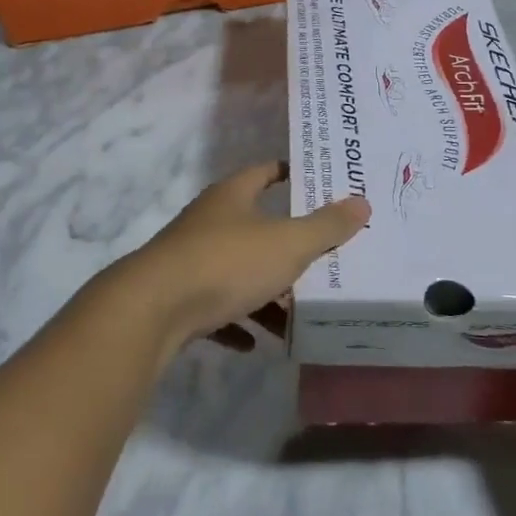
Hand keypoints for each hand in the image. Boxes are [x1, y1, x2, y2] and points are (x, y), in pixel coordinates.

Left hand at [109, 164, 369, 362]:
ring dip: (263, 292)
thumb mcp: (287, 244)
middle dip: (285, 245)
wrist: (152, 310)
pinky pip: (215, 308)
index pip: (264, 172)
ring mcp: (189, 259)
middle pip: (253, 225)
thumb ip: (326, 226)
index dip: (288, 173)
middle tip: (321, 258)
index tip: (315, 182)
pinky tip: (253, 343)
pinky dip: (236, 321)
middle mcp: (208, 221)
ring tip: (293, 314)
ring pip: (236, 270)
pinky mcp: (177, 297)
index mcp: (232, 197)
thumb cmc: (226, 263)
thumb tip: (362, 202)